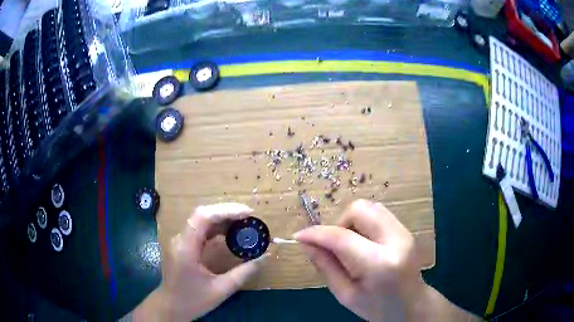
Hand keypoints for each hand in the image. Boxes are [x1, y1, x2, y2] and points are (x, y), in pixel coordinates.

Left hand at [133, 203, 267, 320]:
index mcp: (186, 248)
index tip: (248, 213)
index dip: (227, 211)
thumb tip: (265, 256)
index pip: (203, 217)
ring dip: (221, 218)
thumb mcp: (221, 289)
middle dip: (227, 212)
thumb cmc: (193, 301)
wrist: (170, 307)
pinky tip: (228, 233)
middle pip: (202, 214)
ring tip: (243, 223)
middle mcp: (180, 239)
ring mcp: (179, 241)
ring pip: (200, 220)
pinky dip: (215, 228)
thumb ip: (244, 272)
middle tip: (249, 217)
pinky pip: (199, 230)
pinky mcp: (182, 245)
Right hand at [293, 199, 420, 320]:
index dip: (317, 234)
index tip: (299, 236)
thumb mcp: (345, 295)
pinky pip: (378, 214)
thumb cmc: (378, 308)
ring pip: (369, 207)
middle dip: (339, 223)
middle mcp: (396, 240)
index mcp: (380, 264)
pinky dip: (363, 224)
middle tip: (334, 246)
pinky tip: (363, 244)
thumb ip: (326, 267)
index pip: (342, 237)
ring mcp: (404, 232)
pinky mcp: (406, 230)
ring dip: (352, 222)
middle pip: (360, 209)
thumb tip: (306, 243)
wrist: (412, 306)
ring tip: (350, 246)